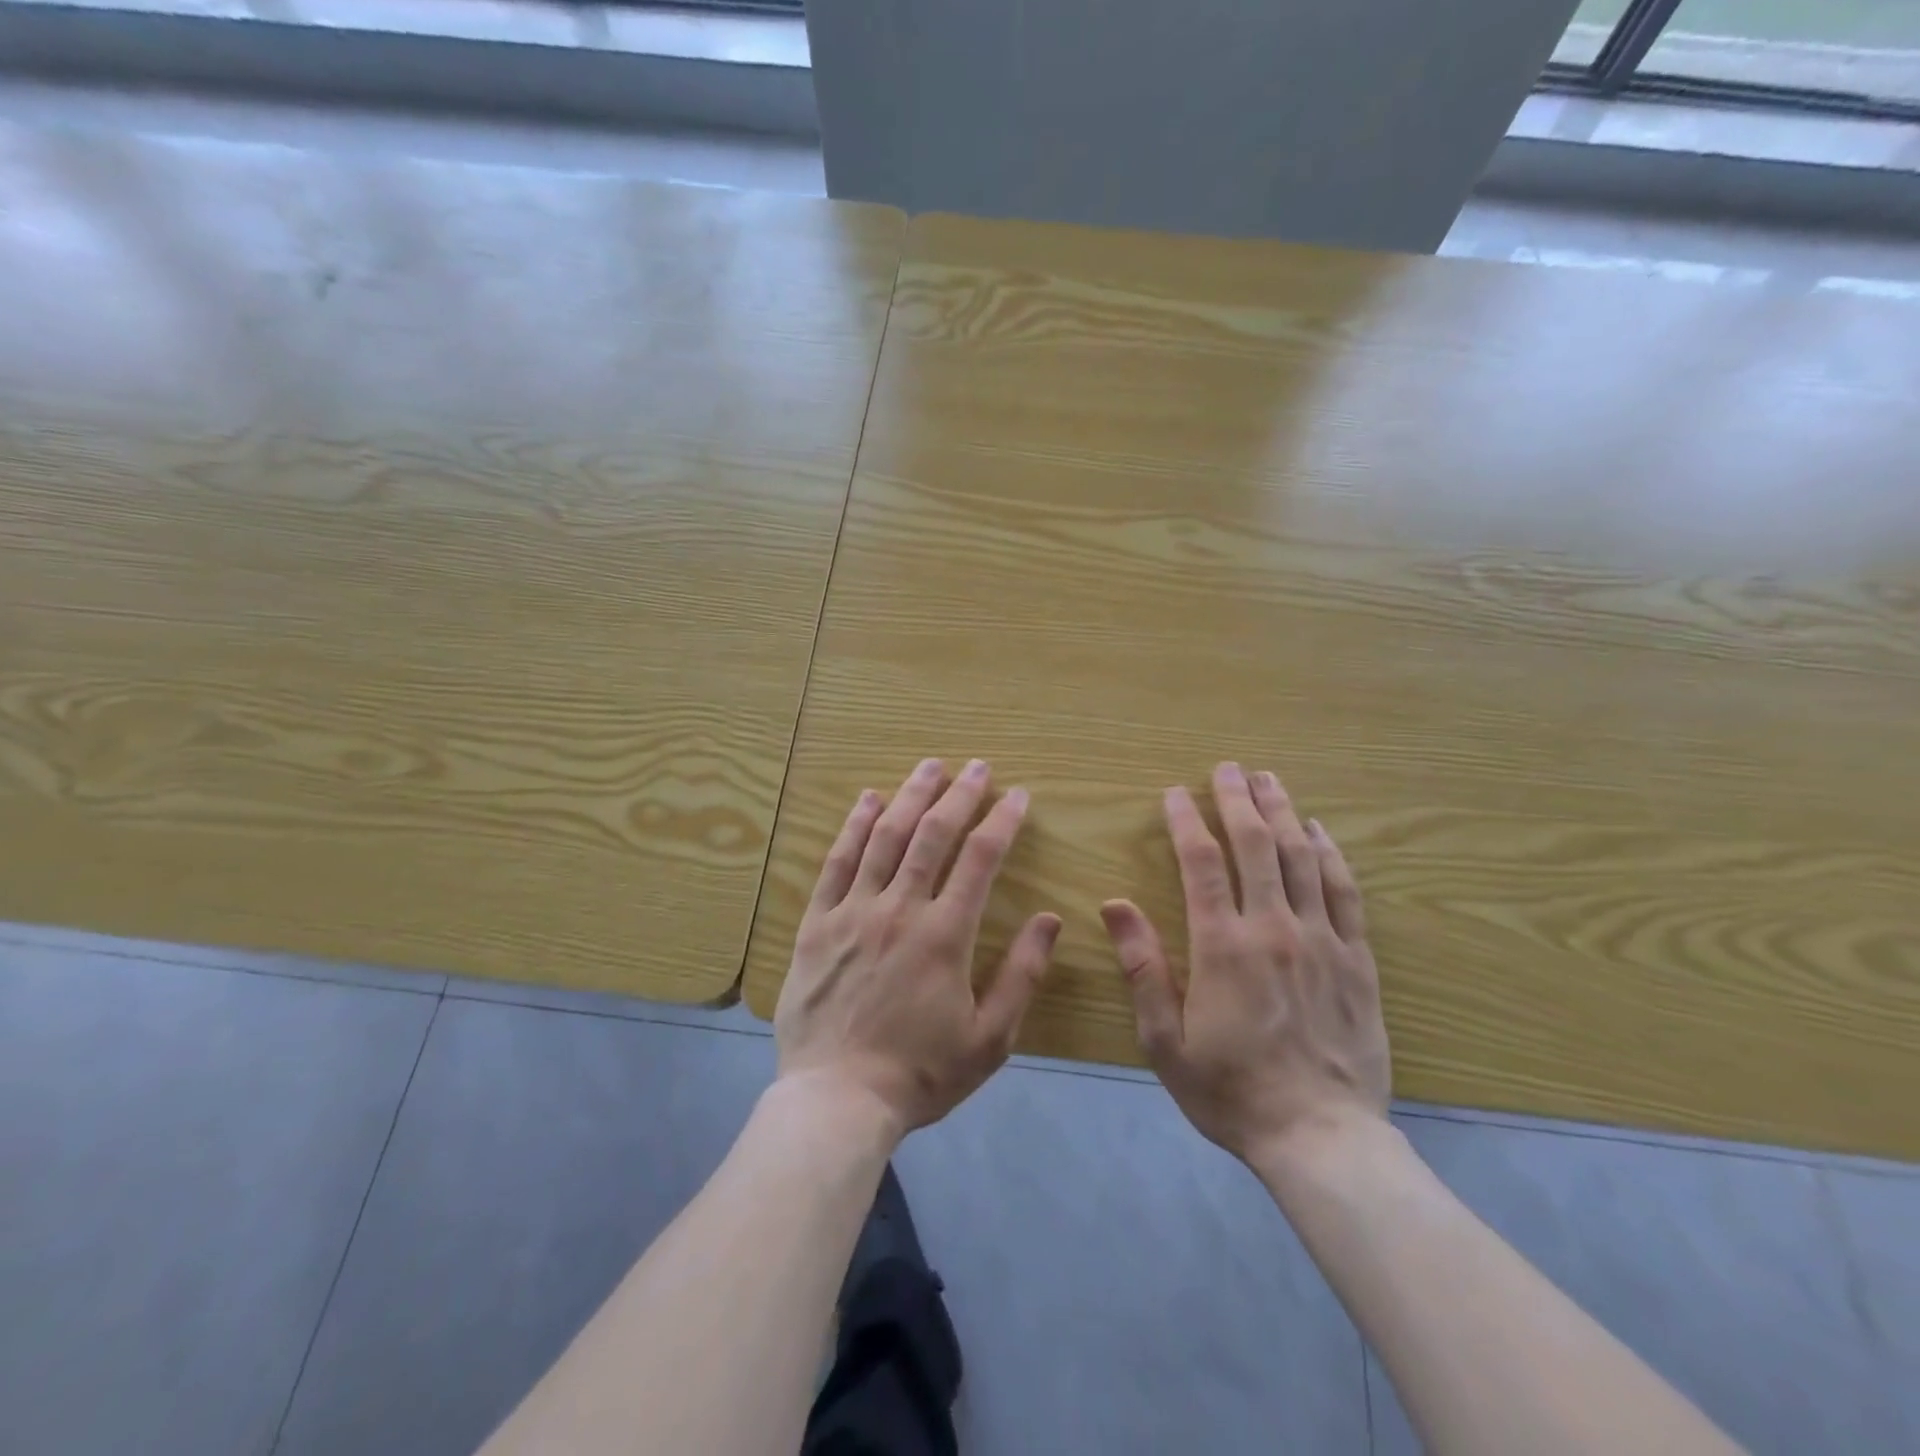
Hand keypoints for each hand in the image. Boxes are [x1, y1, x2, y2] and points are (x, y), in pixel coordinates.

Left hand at [775, 757, 1062, 1139]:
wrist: (837, 1100)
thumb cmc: (921, 1072)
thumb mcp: (990, 1038)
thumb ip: (1022, 975)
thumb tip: (1050, 919)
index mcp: (945, 934)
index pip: (980, 859)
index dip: (1002, 821)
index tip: (1018, 796)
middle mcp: (900, 909)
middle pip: (931, 834)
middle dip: (959, 795)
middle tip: (977, 767)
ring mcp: (853, 912)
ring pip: (884, 837)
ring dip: (909, 796)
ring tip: (929, 766)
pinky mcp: (816, 923)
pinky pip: (837, 863)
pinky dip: (854, 827)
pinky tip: (867, 800)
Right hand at [1099, 763, 1390, 1165]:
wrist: (1321, 1138)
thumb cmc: (1230, 1090)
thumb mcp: (1165, 1040)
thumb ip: (1142, 967)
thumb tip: (1114, 904)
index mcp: (1222, 946)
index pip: (1202, 863)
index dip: (1187, 821)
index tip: (1175, 794)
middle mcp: (1274, 929)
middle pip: (1256, 845)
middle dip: (1238, 799)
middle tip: (1227, 768)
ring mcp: (1322, 941)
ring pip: (1302, 858)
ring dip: (1283, 813)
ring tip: (1269, 780)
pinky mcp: (1357, 959)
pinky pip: (1345, 892)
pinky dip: (1331, 855)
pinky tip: (1321, 831)